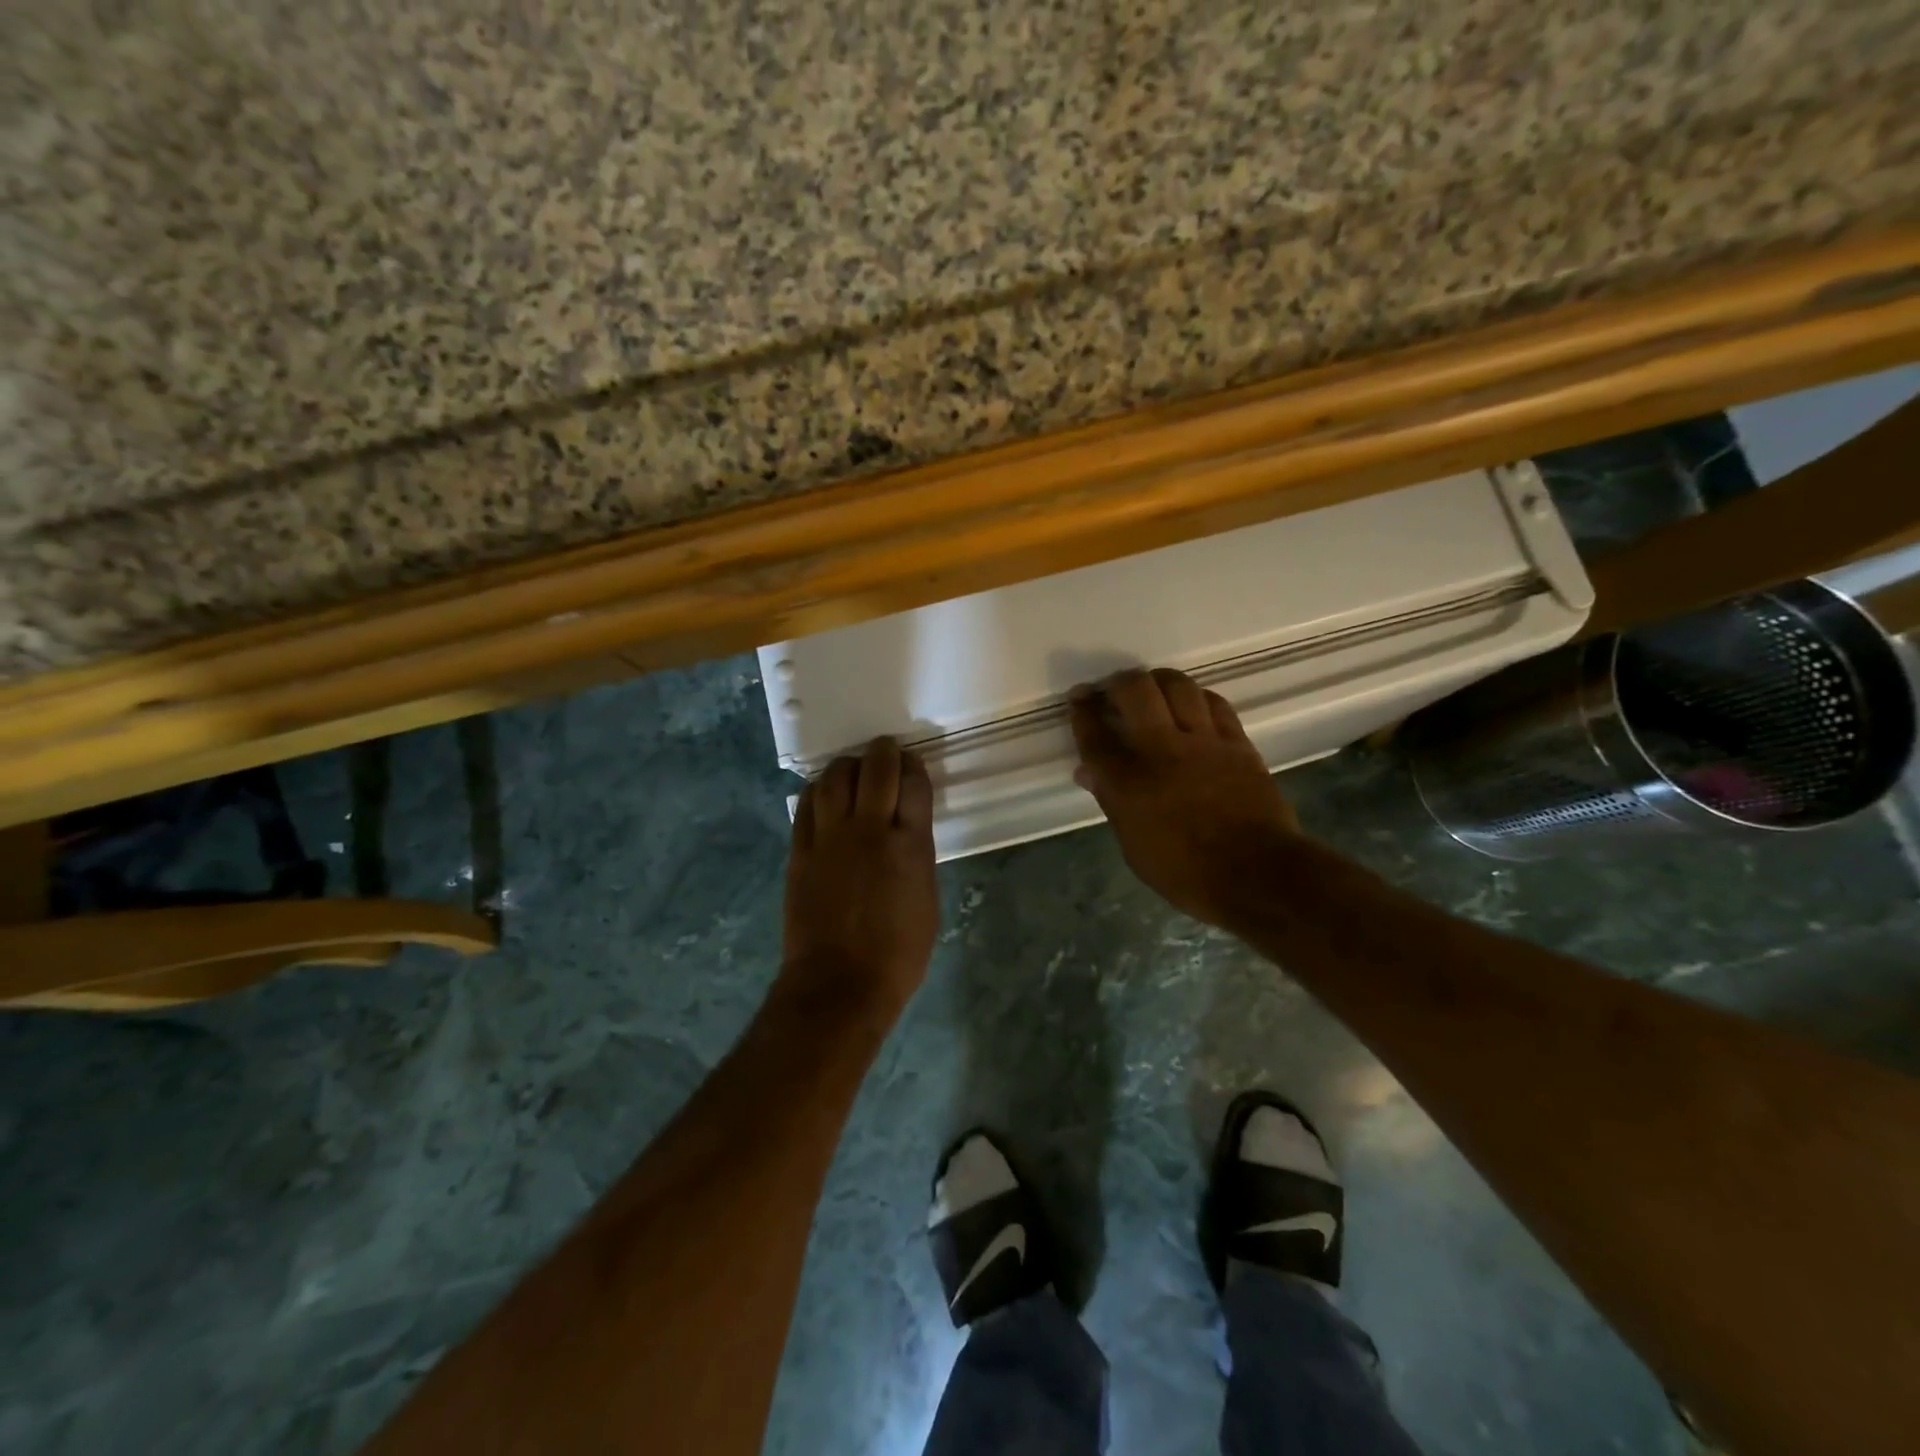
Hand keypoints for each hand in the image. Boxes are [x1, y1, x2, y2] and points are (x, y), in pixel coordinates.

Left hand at [779, 737, 939, 1026]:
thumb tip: (906, 832)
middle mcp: (870, 830)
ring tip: (853, 769)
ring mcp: (830, 838)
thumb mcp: (926, 900)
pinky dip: (817, 790)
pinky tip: (823, 792)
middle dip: (883, 752)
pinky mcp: (800, 851)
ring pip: (835, 778)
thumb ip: (917, 856)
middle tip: (885, 750)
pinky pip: (806, 805)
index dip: (914, 766)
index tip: (912, 764)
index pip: (914, 783)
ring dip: (847, 766)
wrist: (840, 983)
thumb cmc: (897, 953)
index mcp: (909, 844)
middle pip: (875, 769)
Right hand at [1070, 668, 1300, 929]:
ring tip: (1152, 689)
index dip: (1082, 711)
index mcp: (1127, 783)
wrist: (1256, 875)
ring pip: (1177, 685)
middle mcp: (1161, 750)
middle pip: (1134, 691)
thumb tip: (1090, 772)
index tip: (1079, 699)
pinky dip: (1196, 697)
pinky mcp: (1237, 742)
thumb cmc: (1185, 872)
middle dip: (1117, 683)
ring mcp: (1203, 742)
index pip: (1094, 734)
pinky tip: (1191, 704)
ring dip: (1157, 680)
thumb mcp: (1133, 846)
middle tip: (1113, 690)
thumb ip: (1111, 801)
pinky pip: (1214, 703)